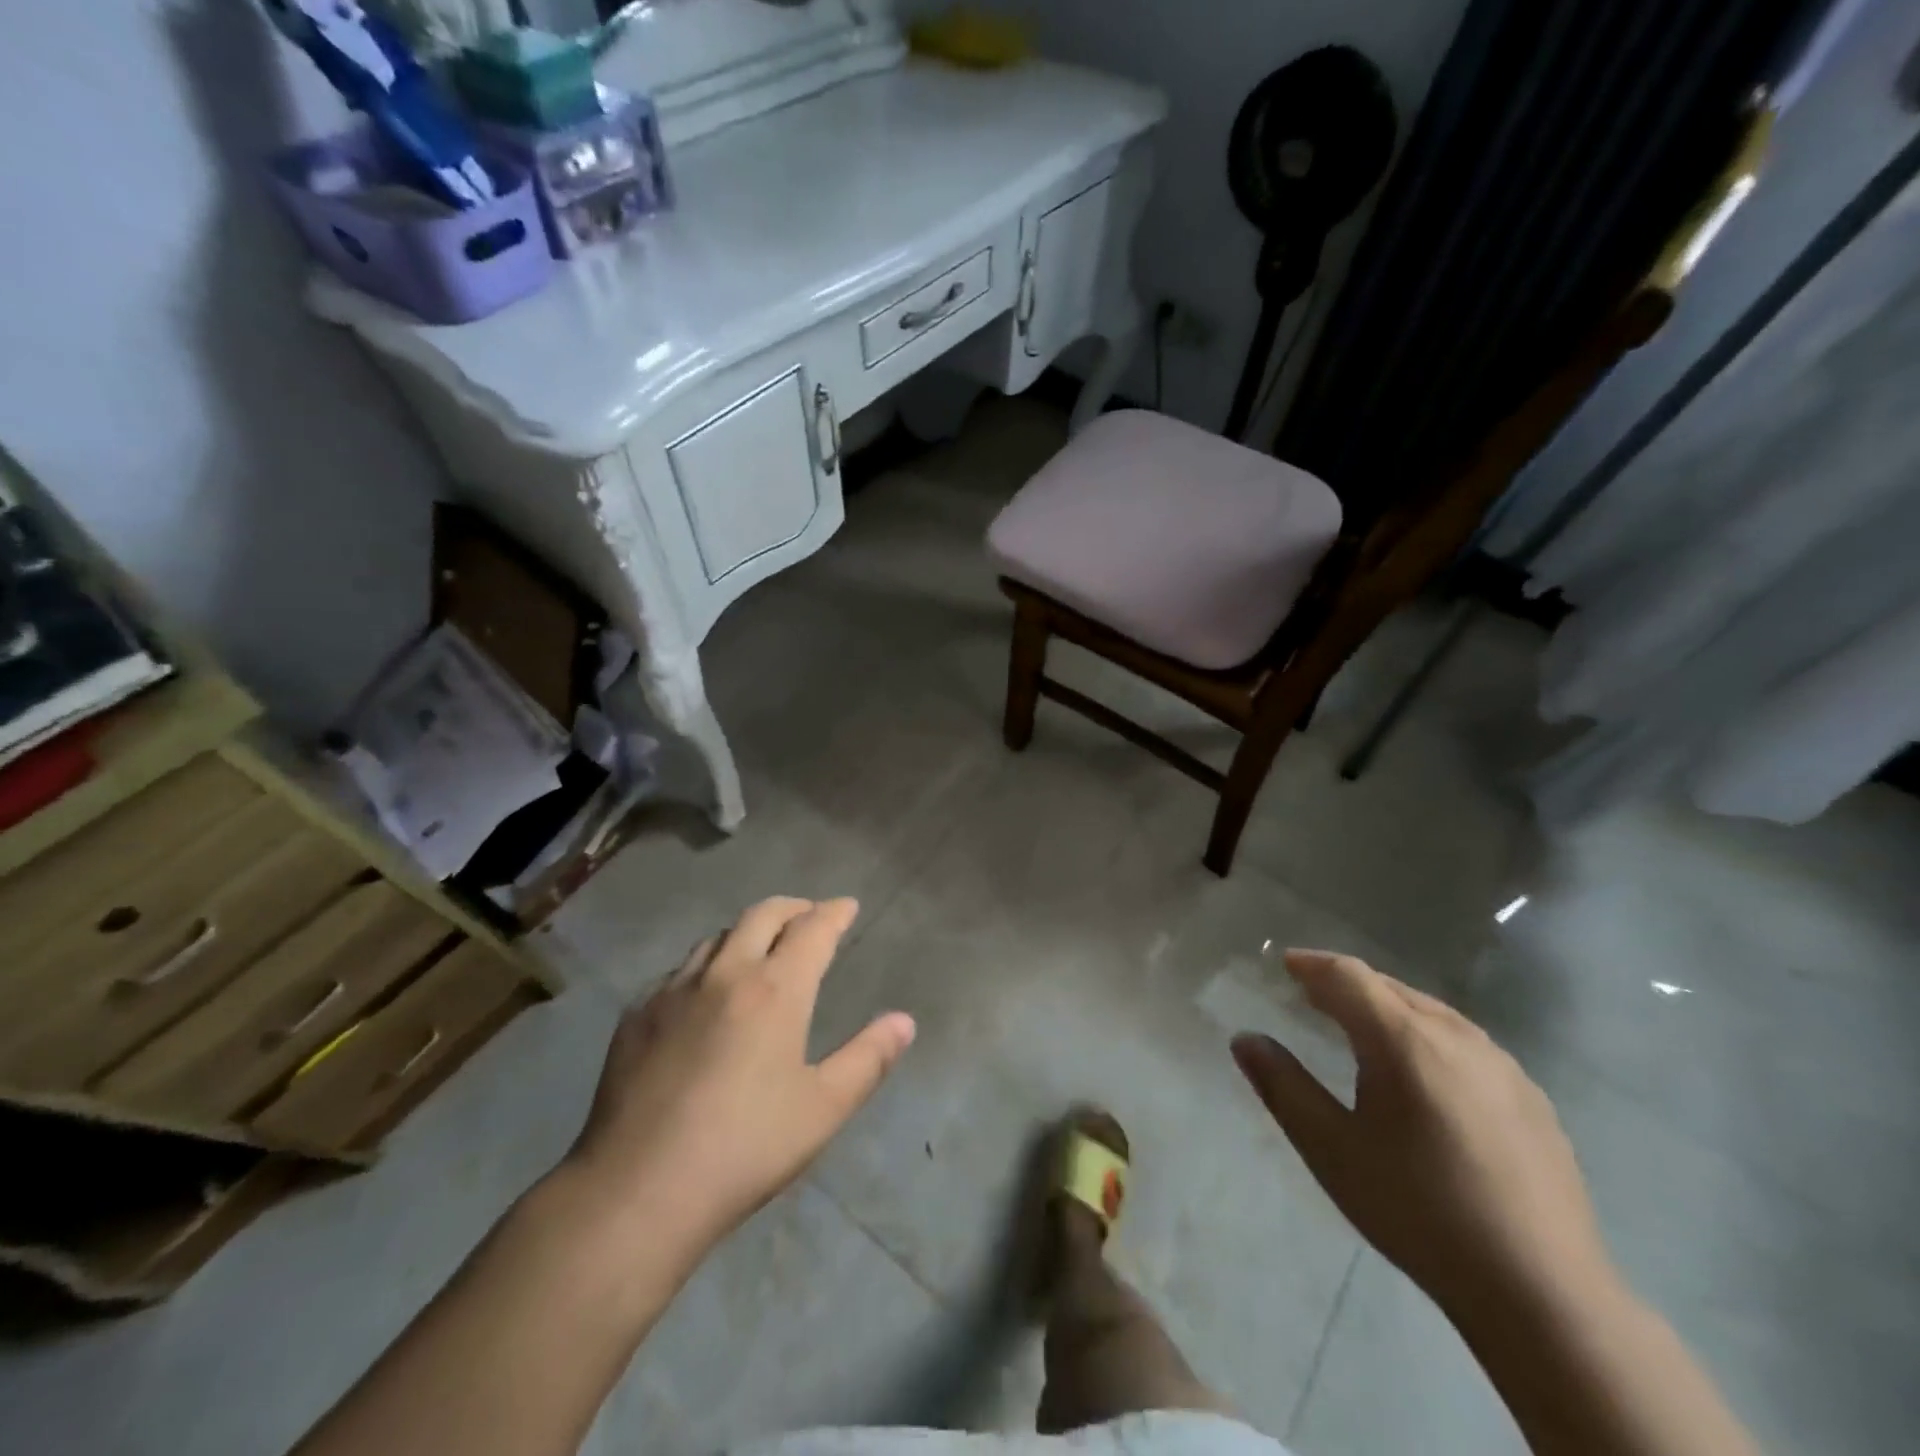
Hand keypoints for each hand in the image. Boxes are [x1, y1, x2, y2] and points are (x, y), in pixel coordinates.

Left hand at [561, 896, 914, 1257]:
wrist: (636, 1192)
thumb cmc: (743, 1149)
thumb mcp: (822, 1109)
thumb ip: (868, 1059)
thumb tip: (904, 1021)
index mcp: (775, 990)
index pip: (812, 929)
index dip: (834, 913)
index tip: (847, 907)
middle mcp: (725, 973)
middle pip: (762, 915)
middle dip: (794, 908)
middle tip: (810, 917)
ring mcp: (673, 990)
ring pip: (718, 936)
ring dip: (748, 931)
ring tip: (762, 949)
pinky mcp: (637, 1014)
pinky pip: (680, 970)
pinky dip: (708, 965)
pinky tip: (706, 995)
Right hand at [1232, 950, 1610, 1319]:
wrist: (1543, 1293)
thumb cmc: (1419, 1212)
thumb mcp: (1331, 1150)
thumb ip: (1282, 1086)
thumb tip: (1245, 1039)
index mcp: (1404, 1041)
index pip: (1349, 976)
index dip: (1313, 964)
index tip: (1286, 965)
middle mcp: (1456, 1037)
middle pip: (1390, 987)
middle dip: (1346, 984)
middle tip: (1312, 995)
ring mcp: (1503, 1067)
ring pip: (1431, 1012)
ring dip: (1388, 1007)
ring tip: (1361, 1026)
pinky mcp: (1532, 1099)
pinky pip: (1465, 1043)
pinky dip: (1427, 1035)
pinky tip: (1424, 1073)